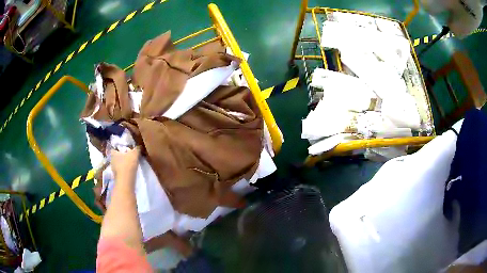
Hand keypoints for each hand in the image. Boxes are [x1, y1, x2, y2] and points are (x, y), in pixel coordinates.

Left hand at [110, 146, 139, 181]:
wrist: (126, 180)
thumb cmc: (128, 164)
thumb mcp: (134, 154)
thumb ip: (137, 149)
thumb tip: (139, 146)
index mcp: (113, 153)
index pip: (114, 149)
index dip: (118, 148)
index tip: (123, 149)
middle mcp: (111, 160)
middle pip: (116, 156)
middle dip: (120, 156)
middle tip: (127, 156)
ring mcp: (113, 169)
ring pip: (117, 164)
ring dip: (122, 164)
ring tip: (129, 164)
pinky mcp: (116, 176)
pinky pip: (119, 171)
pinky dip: (123, 170)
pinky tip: (128, 171)